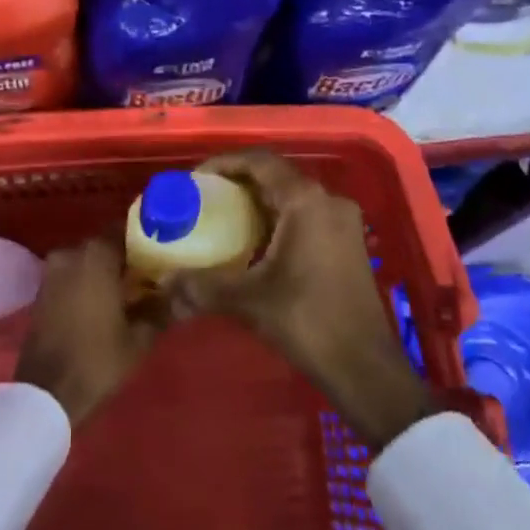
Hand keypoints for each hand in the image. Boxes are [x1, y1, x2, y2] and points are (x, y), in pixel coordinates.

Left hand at [15, 232, 166, 426]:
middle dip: (126, 257)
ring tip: (129, 291)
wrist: (46, 393)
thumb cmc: (97, 360)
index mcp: (96, 255)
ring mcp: (52, 270)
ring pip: (88, 260)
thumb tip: (178, 290)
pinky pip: (72, 274)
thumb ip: (160, 307)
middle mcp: (71, 253)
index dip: (145, 239)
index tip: (163, 252)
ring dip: (106, 270)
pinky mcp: (43, 289)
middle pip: (105, 244)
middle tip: (150, 275)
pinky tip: (105, 302)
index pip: (126, 230)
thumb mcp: (139, 337)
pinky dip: (88, 281)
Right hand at [167, 151, 435, 449]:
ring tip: (222, 218)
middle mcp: (328, 201)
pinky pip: (305, 215)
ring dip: (258, 203)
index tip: (195, 179)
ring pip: (292, 197)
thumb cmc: (308, 321)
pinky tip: (253, 243)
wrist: (365, 367)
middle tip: (204, 198)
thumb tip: (164, 280)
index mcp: (306, 201)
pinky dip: (277, 219)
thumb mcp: (249, 300)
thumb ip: (203, 285)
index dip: (224, 163)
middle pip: (276, 176)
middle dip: (238, 183)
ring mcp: (342, 222)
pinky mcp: (347, 243)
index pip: (259, 162)